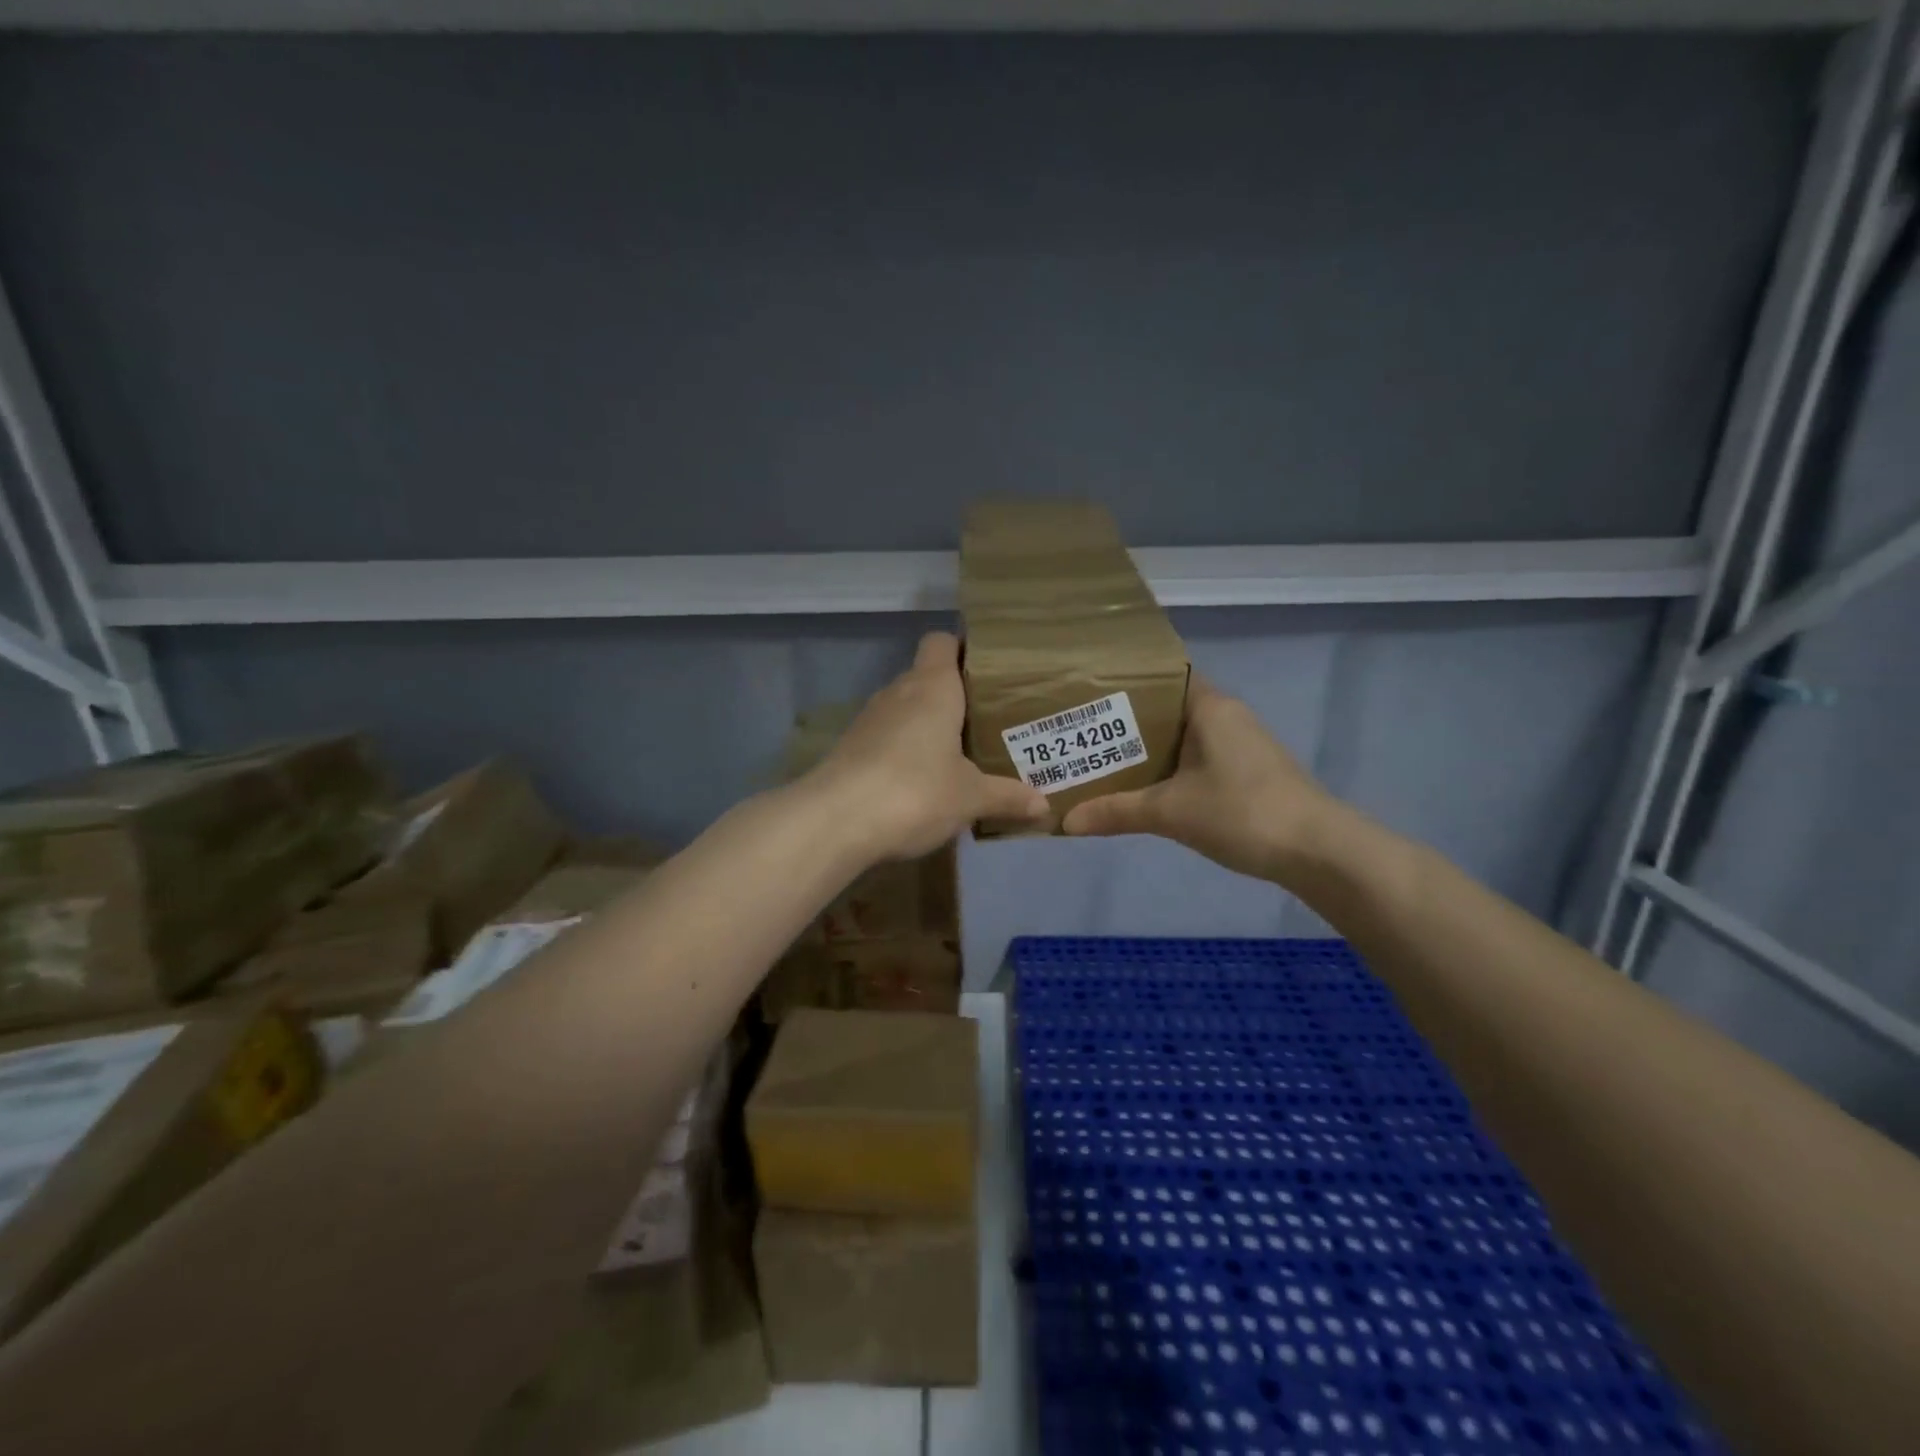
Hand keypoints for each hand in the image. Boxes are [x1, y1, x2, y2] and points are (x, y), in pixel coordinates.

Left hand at [809, 632, 1049, 860]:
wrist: (835, 821)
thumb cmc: (916, 791)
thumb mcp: (970, 797)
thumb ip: (1007, 796)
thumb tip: (1044, 807)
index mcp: (933, 687)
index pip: (942, 641)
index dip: (963, 648)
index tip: (987, 671)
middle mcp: (898, 692)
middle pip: (926, 676)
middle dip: (952, 695)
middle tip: (985, 720)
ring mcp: (869, 719)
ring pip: (904, 708)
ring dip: (926, 725)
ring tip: (957, 752)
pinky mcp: (850, 748)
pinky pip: (885, 736)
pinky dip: (903, 749)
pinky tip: (920, 780)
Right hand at [1061, 676, 1338, 884]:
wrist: (1318, 851)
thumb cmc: (1242, 812)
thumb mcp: (1170, 812)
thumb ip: (1116, 812)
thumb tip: (1065, 821)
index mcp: (1209, 707)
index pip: (1163, 675)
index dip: (1126, 681)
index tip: (1088, 692)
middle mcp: (1226, 716)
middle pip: (1167, 707)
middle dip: (1127, 720)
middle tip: (1082, 731)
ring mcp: (1240, 745)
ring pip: (1182, 736)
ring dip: (1148, 748)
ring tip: (1101, 758)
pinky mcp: (1247, 772)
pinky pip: (1197, 758)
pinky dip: (1170, 767)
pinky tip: (1144, 787)